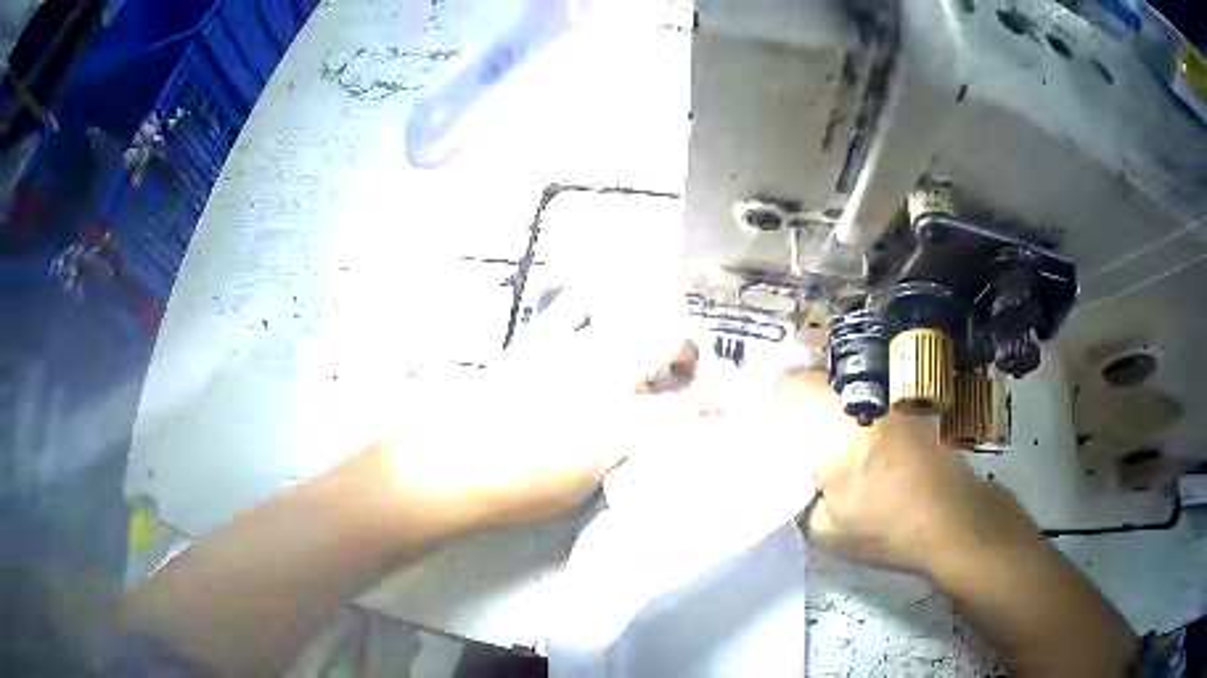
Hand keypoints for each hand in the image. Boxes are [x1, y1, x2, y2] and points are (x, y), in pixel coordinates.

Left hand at [383, 285, 697, 536]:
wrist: (450, 466)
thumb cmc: (518, 490)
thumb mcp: (584, 485)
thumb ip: (620, 450)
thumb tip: (637, 431)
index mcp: (616, 422)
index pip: (685, 408)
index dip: (715, 405)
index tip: (728, 403)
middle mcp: (600, 375)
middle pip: (665, 335)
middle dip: (687, 348)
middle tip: (683, 370)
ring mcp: (567, 349)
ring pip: (628, 312)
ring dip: (647, 327)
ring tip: (643, 349)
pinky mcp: (535, 339)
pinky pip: (576, 303)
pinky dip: (599, 305)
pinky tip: (599, 321)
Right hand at [779, 372, 1041, 575]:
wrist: (952, 518)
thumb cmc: (889, 533)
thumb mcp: (828, 532)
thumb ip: (799, 499)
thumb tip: (788, 477)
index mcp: (834, 446)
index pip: (780, 413)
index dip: (756, 415)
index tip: (744, 426)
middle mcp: (857, 412)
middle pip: (805, 382)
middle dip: (782, 398)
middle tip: (774, 422)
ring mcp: (882, 403)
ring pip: (832, 382)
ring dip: (812, 395)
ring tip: (805, 422)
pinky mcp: (900, 405)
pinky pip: (858, 392)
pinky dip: (841, 402)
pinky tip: (845, 429)